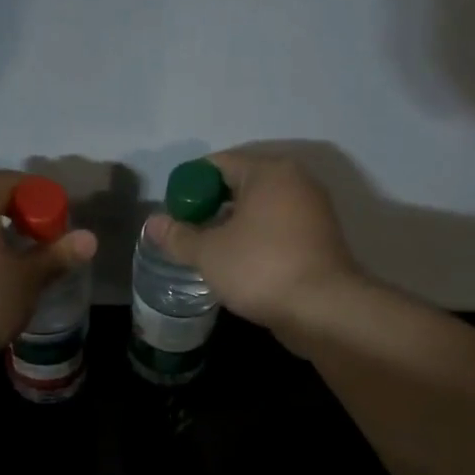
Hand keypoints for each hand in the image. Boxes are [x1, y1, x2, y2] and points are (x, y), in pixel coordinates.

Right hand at [146, 151, 358, 334]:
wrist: (323, 309)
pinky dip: (255, 240)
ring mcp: (312, 211)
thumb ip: (177, 236)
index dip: (189, 186)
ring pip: (260, 210)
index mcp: (269, 172)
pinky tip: (238, 264)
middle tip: (186, 234)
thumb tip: (152, 223)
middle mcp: (296, 182)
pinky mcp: (319, 239)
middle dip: (210, 207)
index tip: (172, 213)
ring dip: (232, 226)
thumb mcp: (209, 253)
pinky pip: (277, 229)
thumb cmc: (261, 268)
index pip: (218, 164)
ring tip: (208, 252)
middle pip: (240, 185)